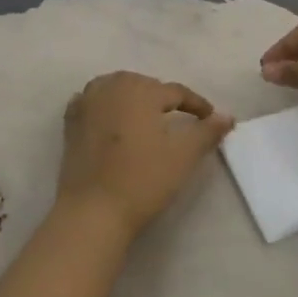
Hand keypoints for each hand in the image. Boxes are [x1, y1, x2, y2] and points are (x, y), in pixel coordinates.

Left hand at [59, 72, 234, 239]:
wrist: (93, 210)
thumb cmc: (143, 180)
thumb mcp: (183, 156)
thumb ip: (207, 131)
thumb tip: (227, 116)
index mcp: (141, 90)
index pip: (176, 92)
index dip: (197, 104)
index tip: (211, 118)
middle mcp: (112, 86)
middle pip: (145, 85)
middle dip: (163, 98)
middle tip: (180, 118)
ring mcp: (86, 102)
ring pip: (117, 89)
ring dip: (133, 98)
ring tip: (147, 117)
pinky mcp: (71, 122)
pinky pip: (93, 102)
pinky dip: (105, 105)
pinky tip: (112, 118)